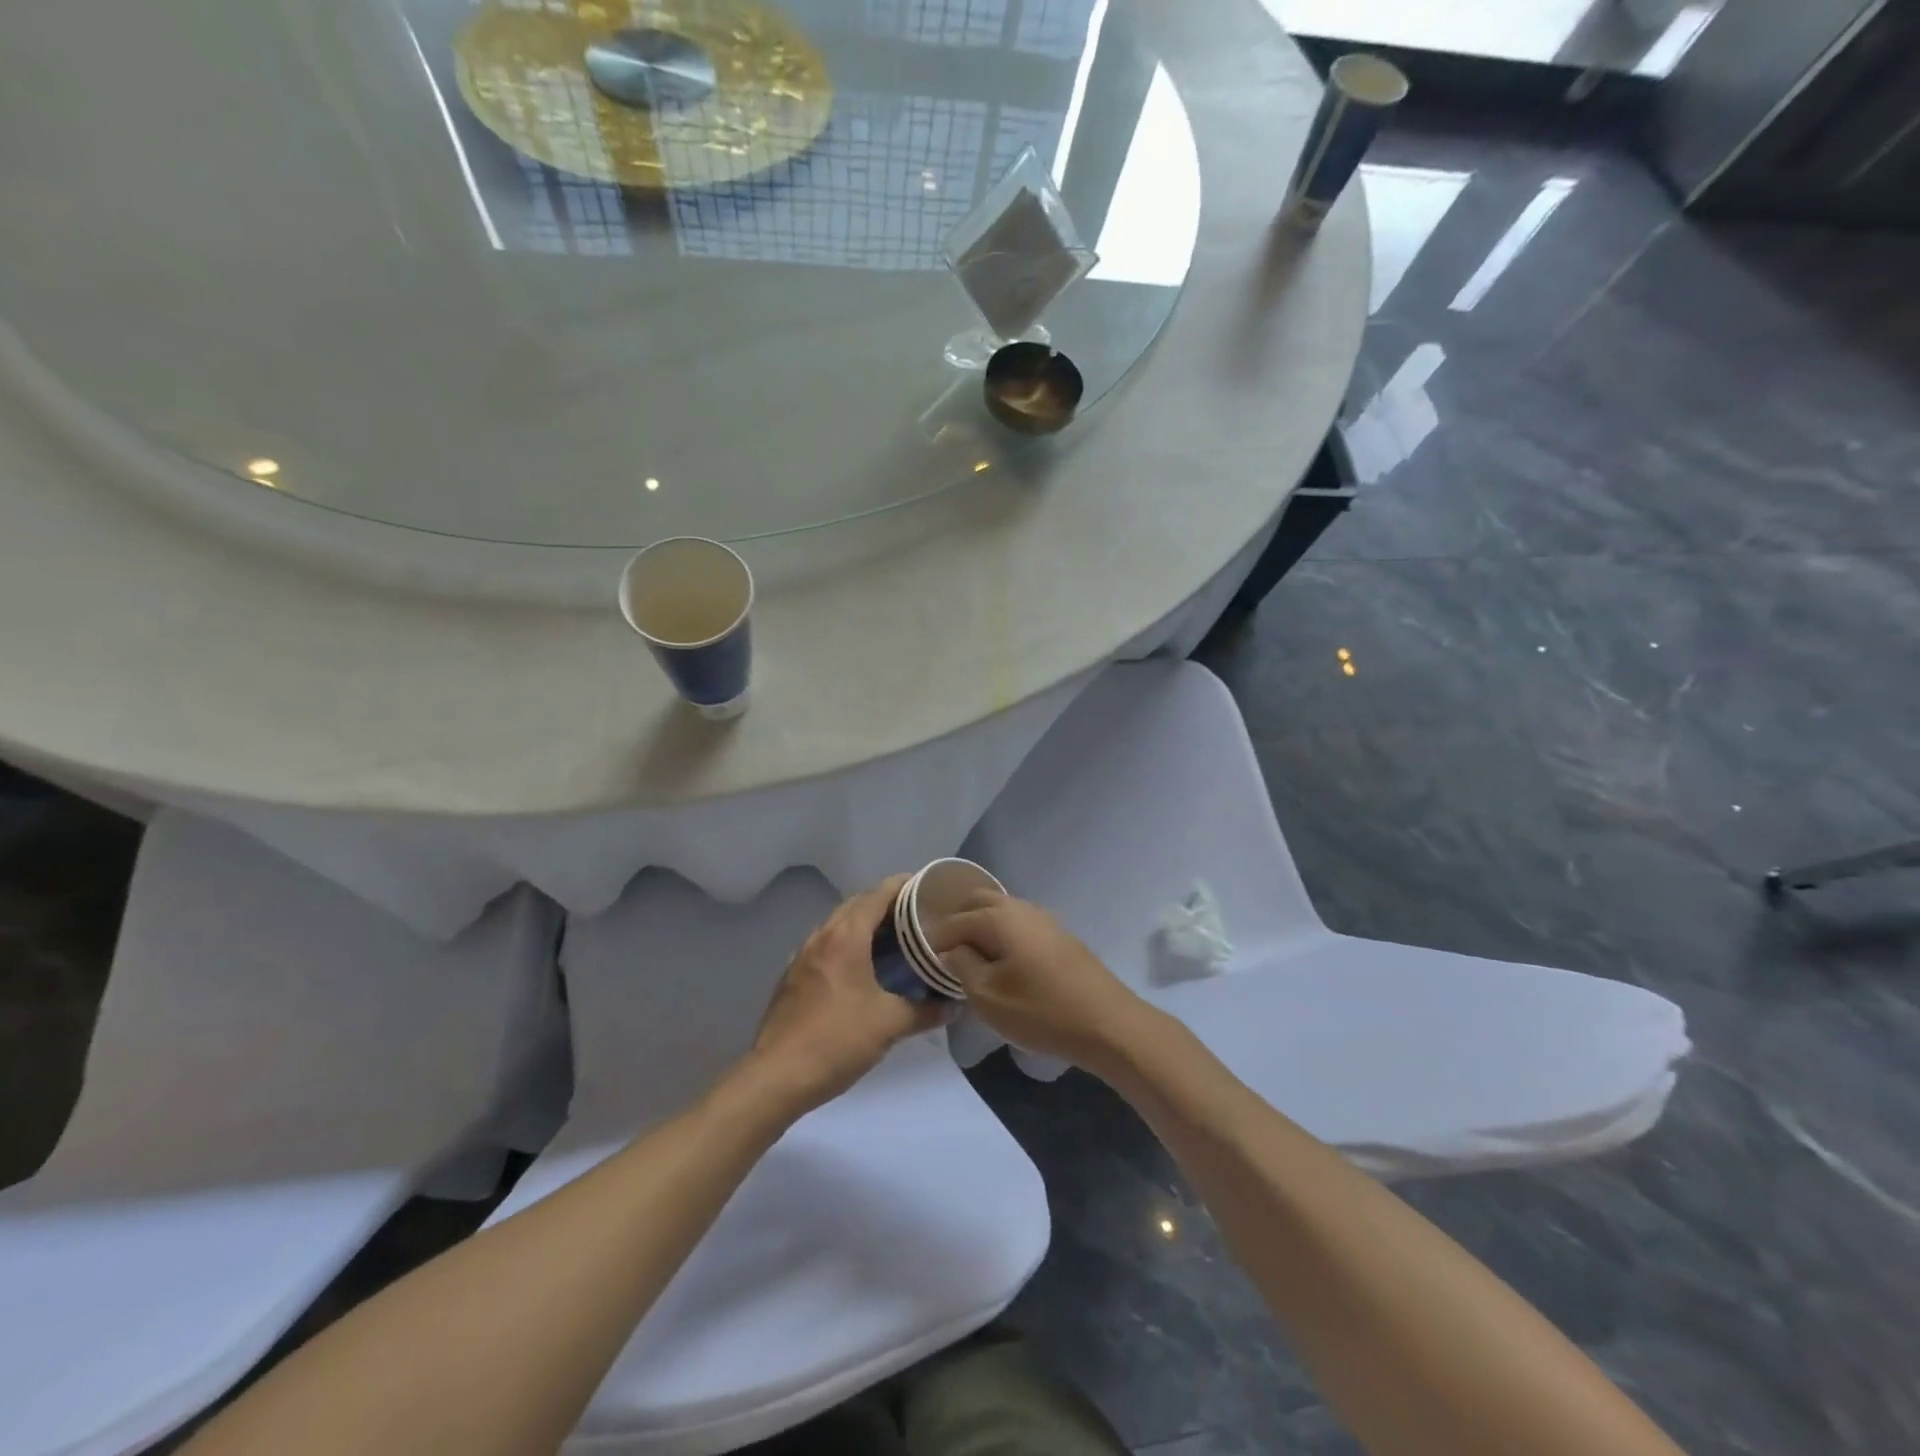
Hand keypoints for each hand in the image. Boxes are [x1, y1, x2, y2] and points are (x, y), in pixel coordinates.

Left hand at [745, 877, 951, 1116]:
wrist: (777, 1077)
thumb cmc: (837, 1040)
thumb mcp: (890, 1025)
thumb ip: (926, 1011)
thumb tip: (953, 1006)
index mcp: (846, 937)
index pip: (877, 894)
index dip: (903, 885)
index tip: (927, 886)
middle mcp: (821, 937)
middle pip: (856, 904)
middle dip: (885, 902)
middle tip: (916, 914)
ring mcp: (802, 956)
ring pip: (838, 924)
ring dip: (863, 922)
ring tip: (892, 937)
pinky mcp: (792, 977)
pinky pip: (825, 945)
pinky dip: (846, 943)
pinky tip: (860, 967)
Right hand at [928, 894, 1147, 1072]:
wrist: (1106, 1023)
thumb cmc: (1040, 1011)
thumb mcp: (987, 996)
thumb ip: (961, 966)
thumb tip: (951, 951)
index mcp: (997, 917)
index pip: (953, 921)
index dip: (935, 942)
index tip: (925, 965)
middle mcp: (1019, 907)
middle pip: (977, 902)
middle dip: (958, 924)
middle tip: (946, 957)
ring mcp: (1043, 918)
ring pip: (1000, 911)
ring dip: (982, 928)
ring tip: (972, 962)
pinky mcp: (1059, 935)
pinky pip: (1019, 924)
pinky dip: (1002, 935)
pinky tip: (1003, 963)